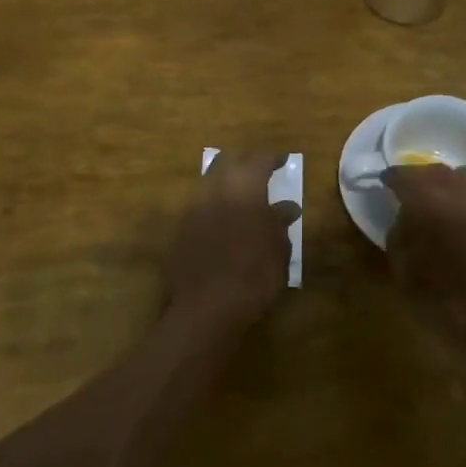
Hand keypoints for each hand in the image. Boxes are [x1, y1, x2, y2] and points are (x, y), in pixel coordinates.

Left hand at [163, 153, 299, 328]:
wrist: (206, 308)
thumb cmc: (253, 276)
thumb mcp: (277, 250)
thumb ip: (279, 223)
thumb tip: (286, 207)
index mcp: (243, 189)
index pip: (258, 161)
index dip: (272, 158)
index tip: (283, 160)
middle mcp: (214, 191)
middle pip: (227, 164)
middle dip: (244, 164)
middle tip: (260, 173)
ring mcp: (192, 210)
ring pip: (209, 184)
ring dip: (226, 185)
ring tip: (242, 198)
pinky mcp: (179, 231)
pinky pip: (199, 207)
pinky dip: (214, 207)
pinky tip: (224, 222)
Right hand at [385, 165, 465, 387]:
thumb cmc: (449, 307)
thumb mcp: (405, 275)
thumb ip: (400, 236)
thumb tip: (406, 218)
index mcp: (430, 201)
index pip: (405, 175)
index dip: (394, 180)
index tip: (389, 185)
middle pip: (441, 173)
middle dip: (428, 183)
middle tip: (423, 201)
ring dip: (461, 193)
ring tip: (459, 215)